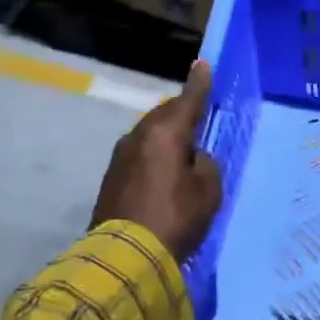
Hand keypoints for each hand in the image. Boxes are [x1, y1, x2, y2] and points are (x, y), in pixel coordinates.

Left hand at [90, 61, 221, 260]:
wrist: (126, 255)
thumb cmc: (175, 216)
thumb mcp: (208, 189)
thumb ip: (205, 164)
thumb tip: (192, 158)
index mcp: (166, 133)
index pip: (188, 100)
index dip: (199, 84)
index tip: (203, 64)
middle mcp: (139, 136)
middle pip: (166, 115)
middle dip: (183, 112)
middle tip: (200, 115)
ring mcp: (121, 156)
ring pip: (151, 134)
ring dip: (168, 136)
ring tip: (184, 146)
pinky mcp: (111, 177)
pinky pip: (141, 153)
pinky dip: (155, 154)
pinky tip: (165, 169)